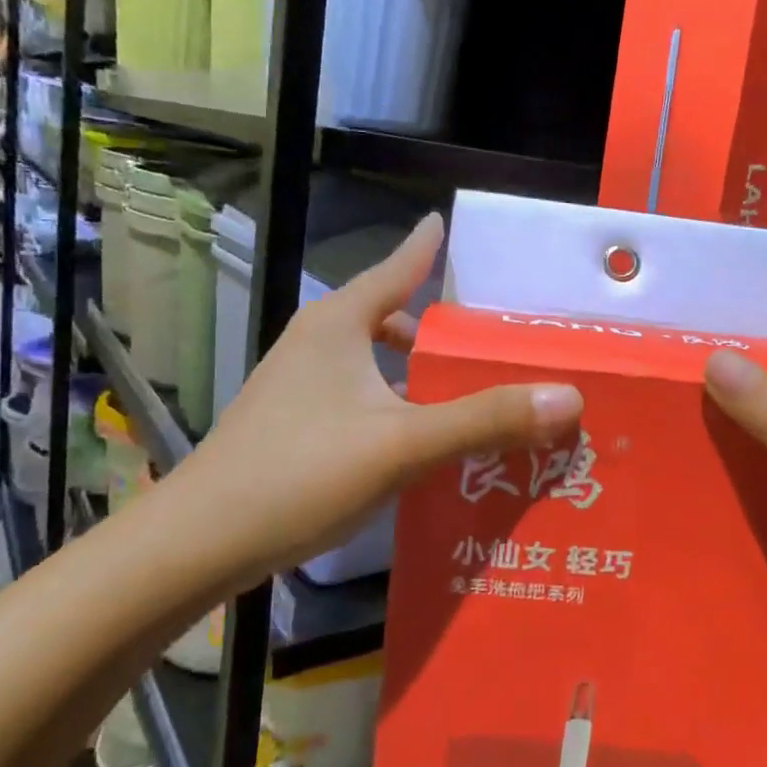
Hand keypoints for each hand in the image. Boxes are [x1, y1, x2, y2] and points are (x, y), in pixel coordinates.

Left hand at [174, 213, 584, 580]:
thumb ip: (484, 419)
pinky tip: (421, 442)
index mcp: (339, 325)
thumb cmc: (299, 473)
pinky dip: (395, 406)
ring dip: (416, 373)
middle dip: (434, 325)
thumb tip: (569, 396)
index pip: (396, 267)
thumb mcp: (402, 444)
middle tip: (489, 337)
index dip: (426, 246)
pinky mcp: (293, 425)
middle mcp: (317, 344)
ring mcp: (299, 386)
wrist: (197, 543)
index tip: (447, 223)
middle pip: (387, 317)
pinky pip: (360, 399)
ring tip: (466, 392)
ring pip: (373, 363)